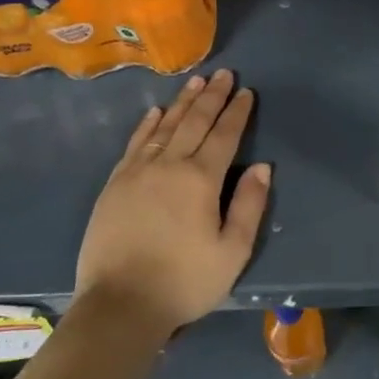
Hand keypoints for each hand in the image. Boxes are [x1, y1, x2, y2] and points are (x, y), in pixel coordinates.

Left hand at [75, 70, 270, 340]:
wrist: (120, 304)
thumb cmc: (185, 282)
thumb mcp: (232, 252)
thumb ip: (249, 205)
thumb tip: (262, 166)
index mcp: (201, 179)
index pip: (224, 136)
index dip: (237, 112)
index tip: (246, 91)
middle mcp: (169, 165)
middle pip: (194, 122)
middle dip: (212, 96)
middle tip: (223, 73)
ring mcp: (137, 172)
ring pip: (164, 126)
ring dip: (182, 102)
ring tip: (195, 82)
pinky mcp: (115, 184)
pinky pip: (135, 143)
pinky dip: (148, 124)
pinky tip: (155, 112)